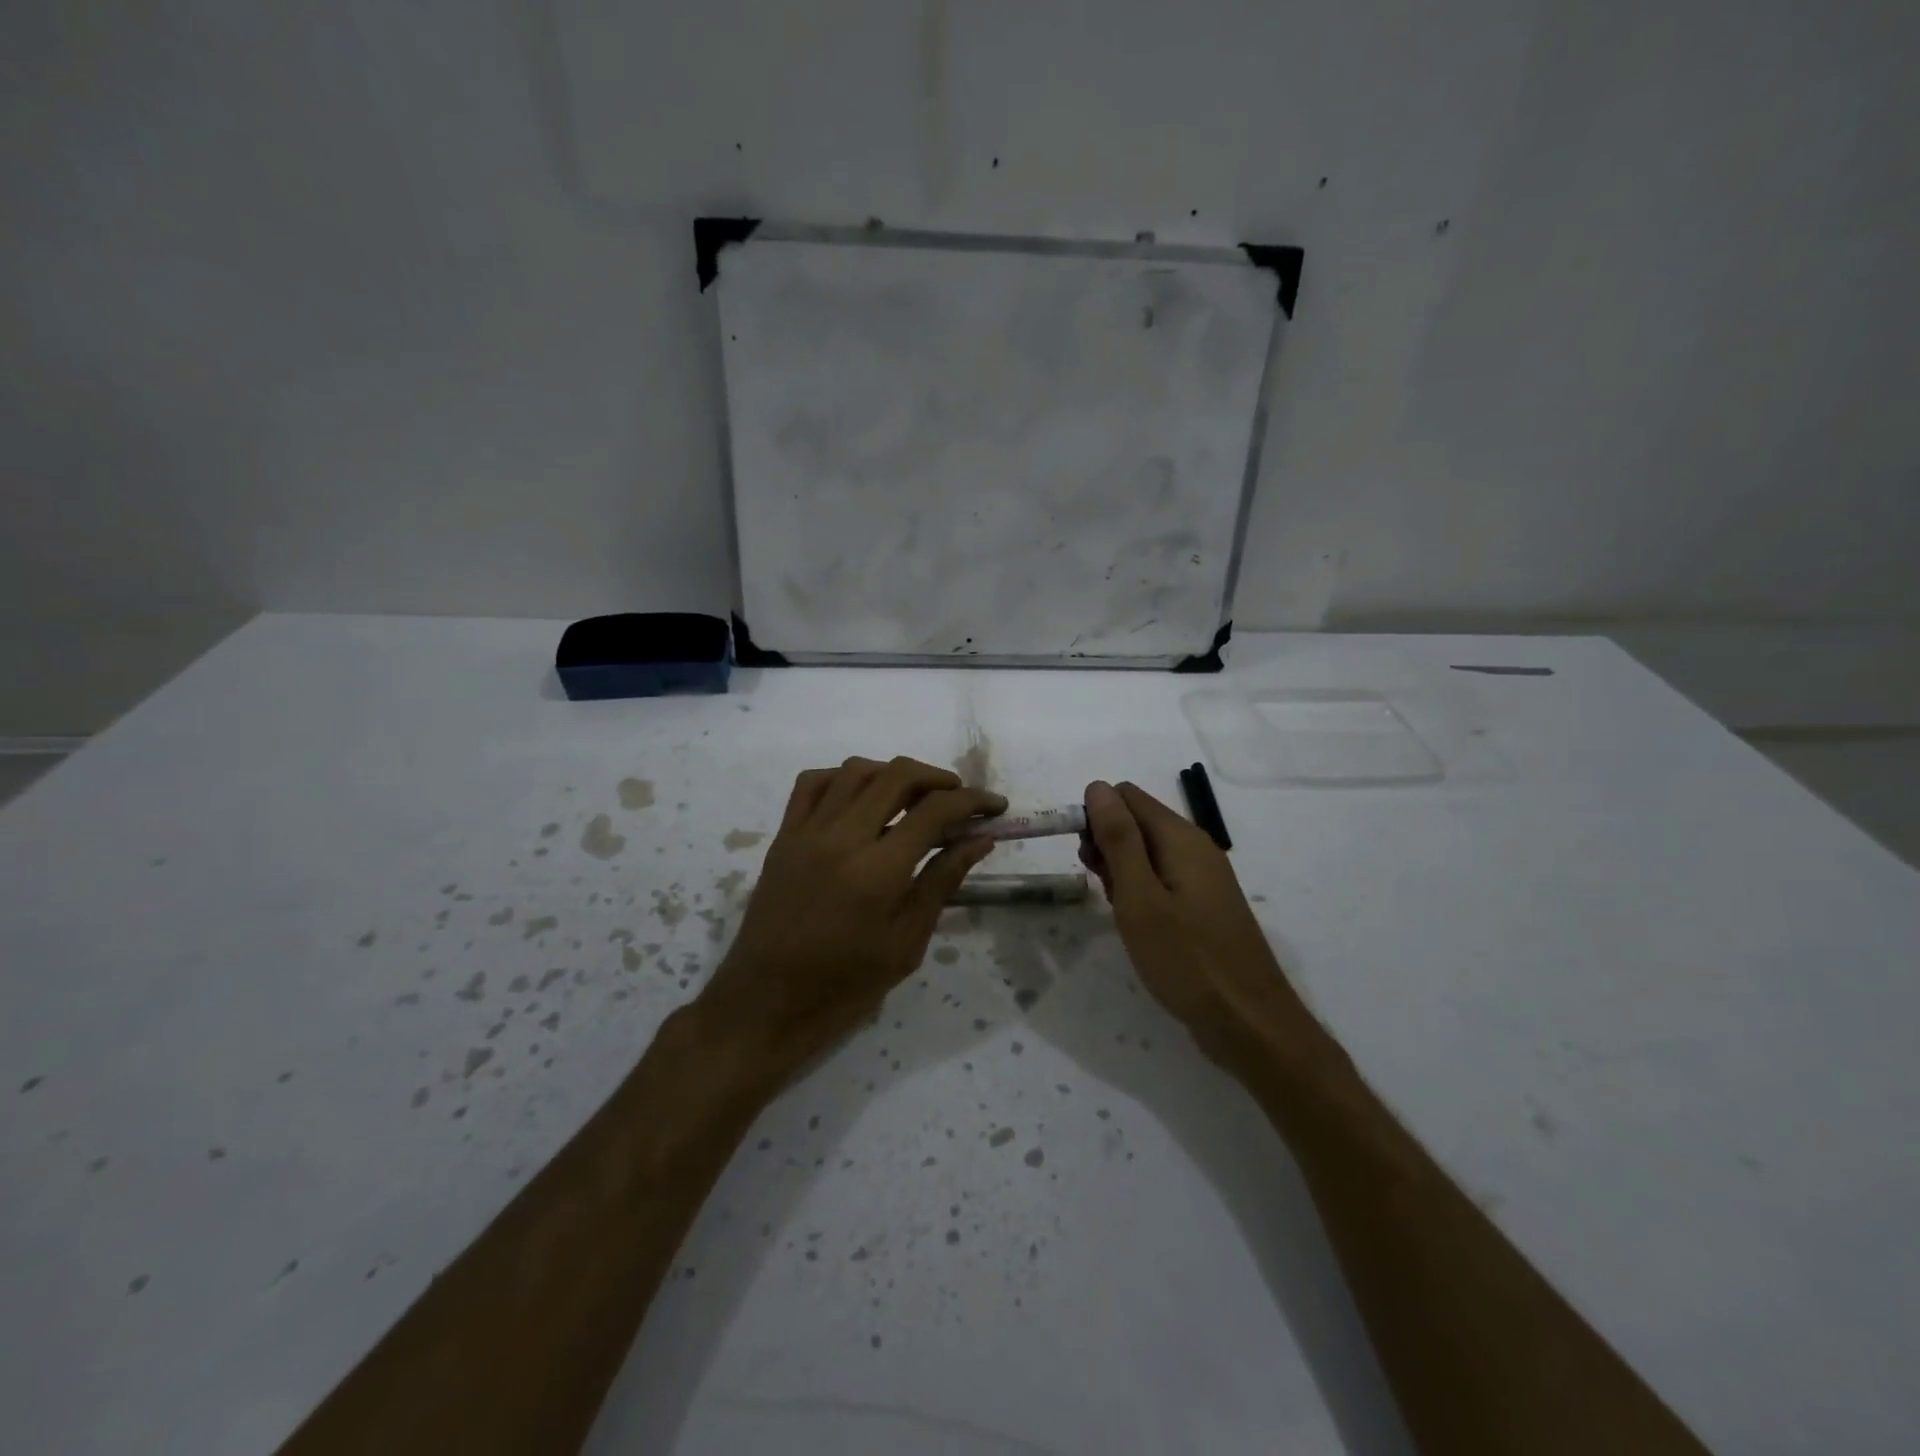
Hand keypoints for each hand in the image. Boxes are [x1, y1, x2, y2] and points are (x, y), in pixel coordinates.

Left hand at [693, 757, 1003, 1083]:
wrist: (764, 1005)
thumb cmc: (843, 987)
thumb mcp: (906, 944)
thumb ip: (942, 882)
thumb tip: (980, 839)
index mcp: (877, 872)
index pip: (934, 811)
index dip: (973, 801)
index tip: (995, 807)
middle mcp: (841, 838)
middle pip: (897, 776)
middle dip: (938, 779)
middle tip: (960, 799)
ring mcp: (806, 832)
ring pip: (856, 771)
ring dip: (893, 774)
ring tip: (914, 798)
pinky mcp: (783, 836)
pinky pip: (813, 784)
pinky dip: (844, 778)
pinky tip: (862, 798)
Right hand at [1081, 780, 1314, 1065]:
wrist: (1248, 1023)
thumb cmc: (1187, 959)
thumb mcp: (1140, 897)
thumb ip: (1118, 839)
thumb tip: (1098, 786)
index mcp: (1181, 838)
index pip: (1126, 796)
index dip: (1096, 816)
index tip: (1083, 856)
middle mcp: (1195, 848)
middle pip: (1137, 822)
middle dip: (1106, 844)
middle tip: (1098, 887)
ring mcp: (1203, 878)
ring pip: (1147, 852)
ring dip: (1120, 870)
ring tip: (1116, 909)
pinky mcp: (1203, 905)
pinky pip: (1162, 879)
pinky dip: (1140, 891)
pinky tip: (1134, 921)